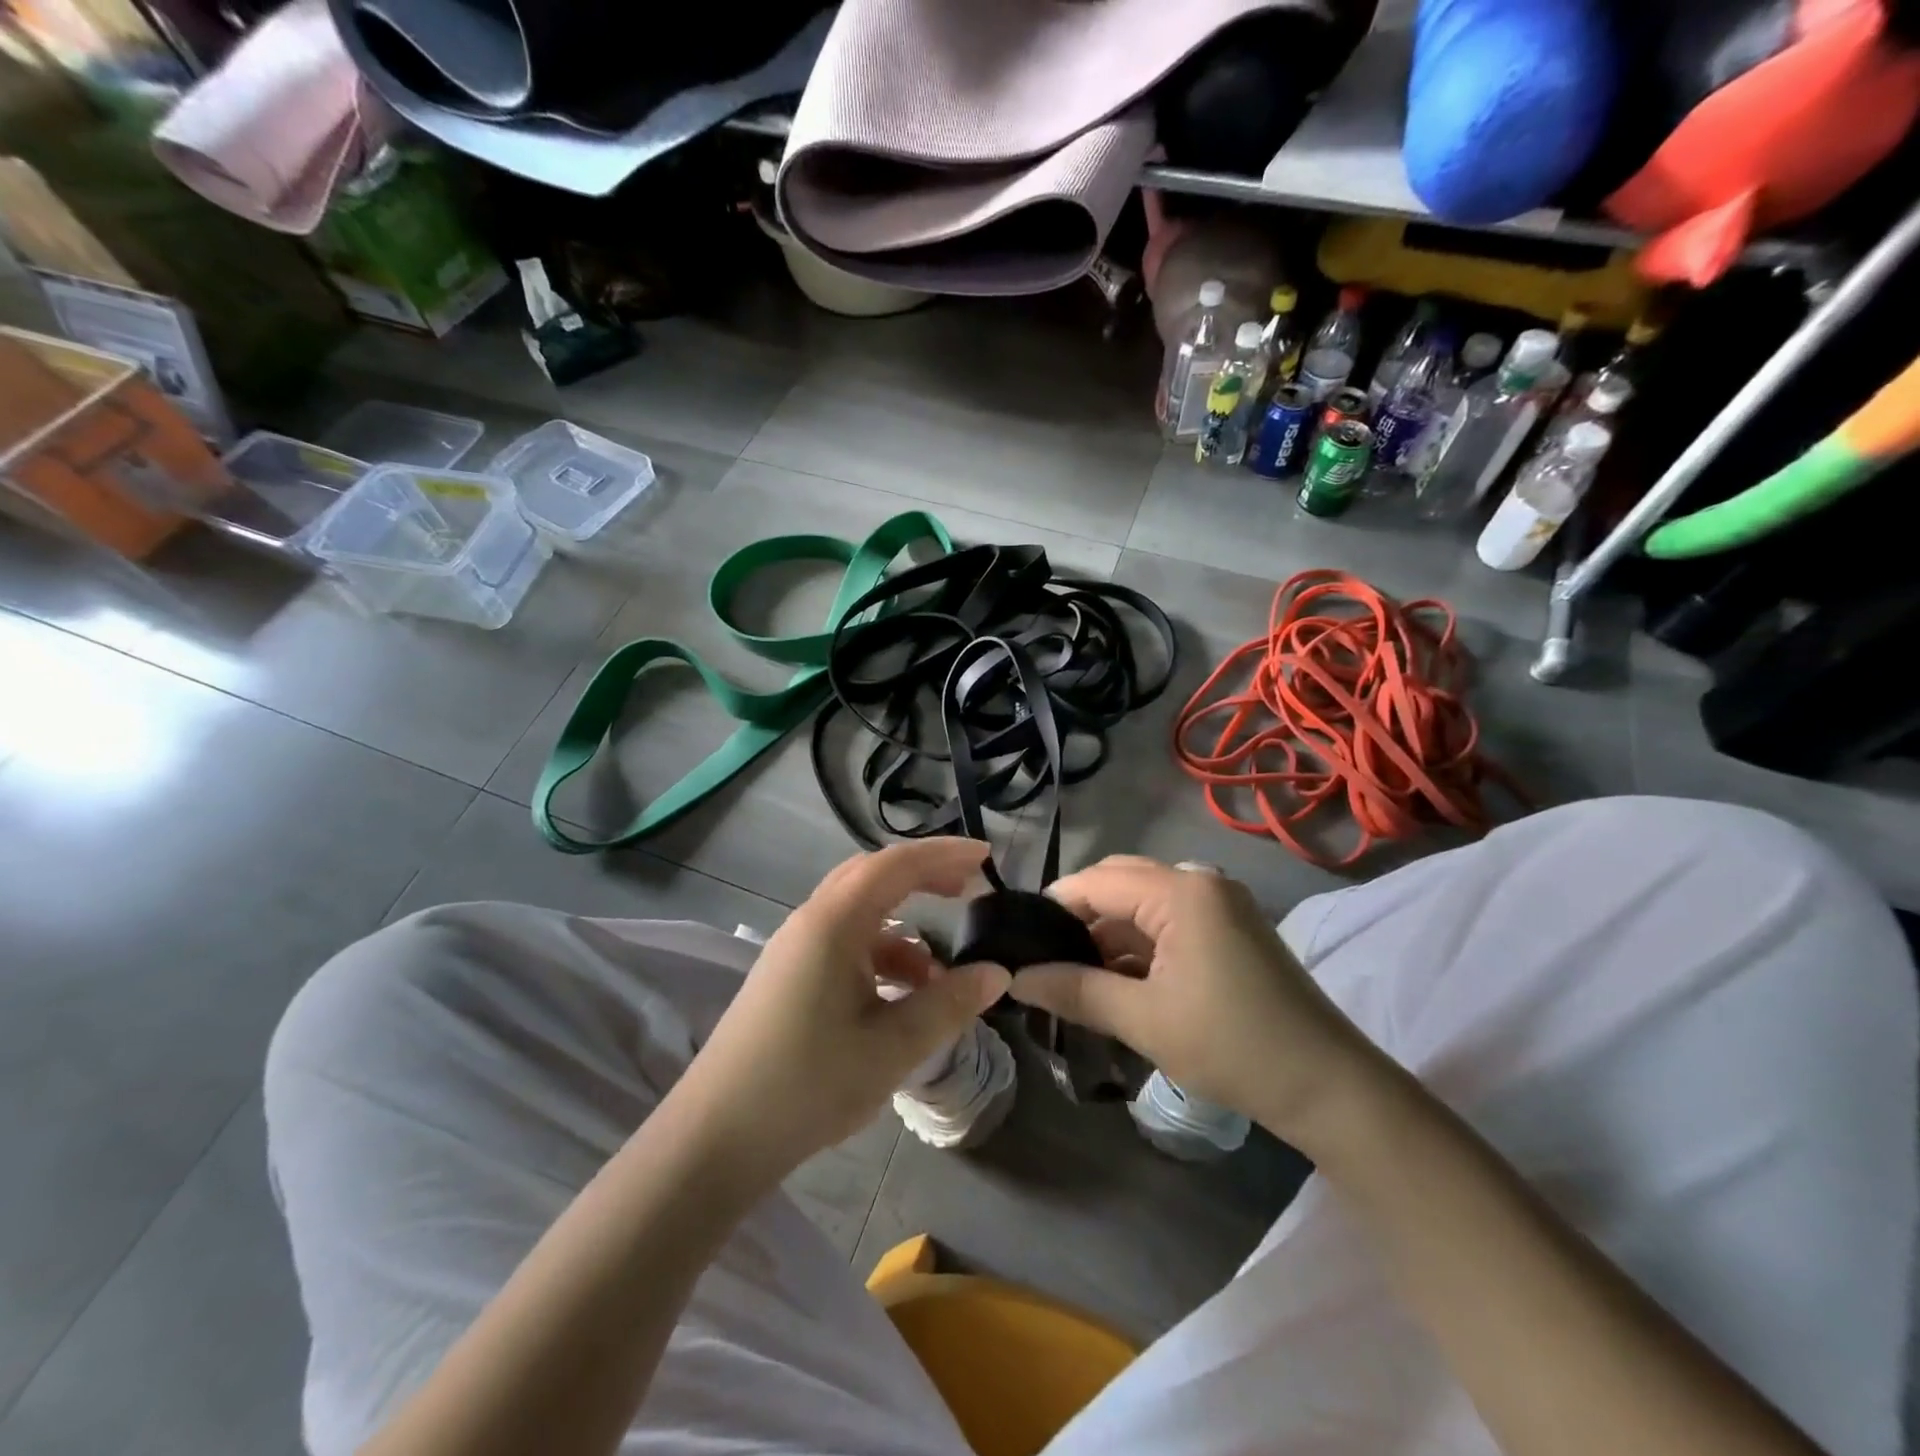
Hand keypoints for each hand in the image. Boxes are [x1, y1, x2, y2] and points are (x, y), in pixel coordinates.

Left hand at [673, 838, 1008, 1184]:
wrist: (714, 1138)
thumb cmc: (807, 1085)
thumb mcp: (891, 1048)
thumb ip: (948, 1004)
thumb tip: (996, 972)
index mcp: (834, 923)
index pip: (896, 864)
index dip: (944, 854)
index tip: (986, 857)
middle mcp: (811, 921)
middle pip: (873, 876)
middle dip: (923, 877)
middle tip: (967, 891)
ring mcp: (794, 948)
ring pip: (858, 913)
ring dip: (902, 927)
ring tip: (940, 971)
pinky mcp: (787, 975)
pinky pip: (843, 943)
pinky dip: (879, 955)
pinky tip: (900, 995)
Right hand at [1010, 856, 1380, 1141]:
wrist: (1329, 1087)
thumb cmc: (1232, 1047)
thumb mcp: (1143, 1020)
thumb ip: (1074, 991)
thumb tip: (1015, 979)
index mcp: (1180, 891)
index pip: (1095, 882)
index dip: (1052, 908)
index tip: (1019, 942)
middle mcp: (1200, 880)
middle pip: (1118, 882)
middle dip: (1079, 918)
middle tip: (1044, 960)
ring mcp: (1219, 902)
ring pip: (1142, 902)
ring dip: (1108, 933)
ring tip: (1073, 974)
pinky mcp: (1230, 926)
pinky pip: (1168, 919)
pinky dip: (1139, 943)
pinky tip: (1117, 978)